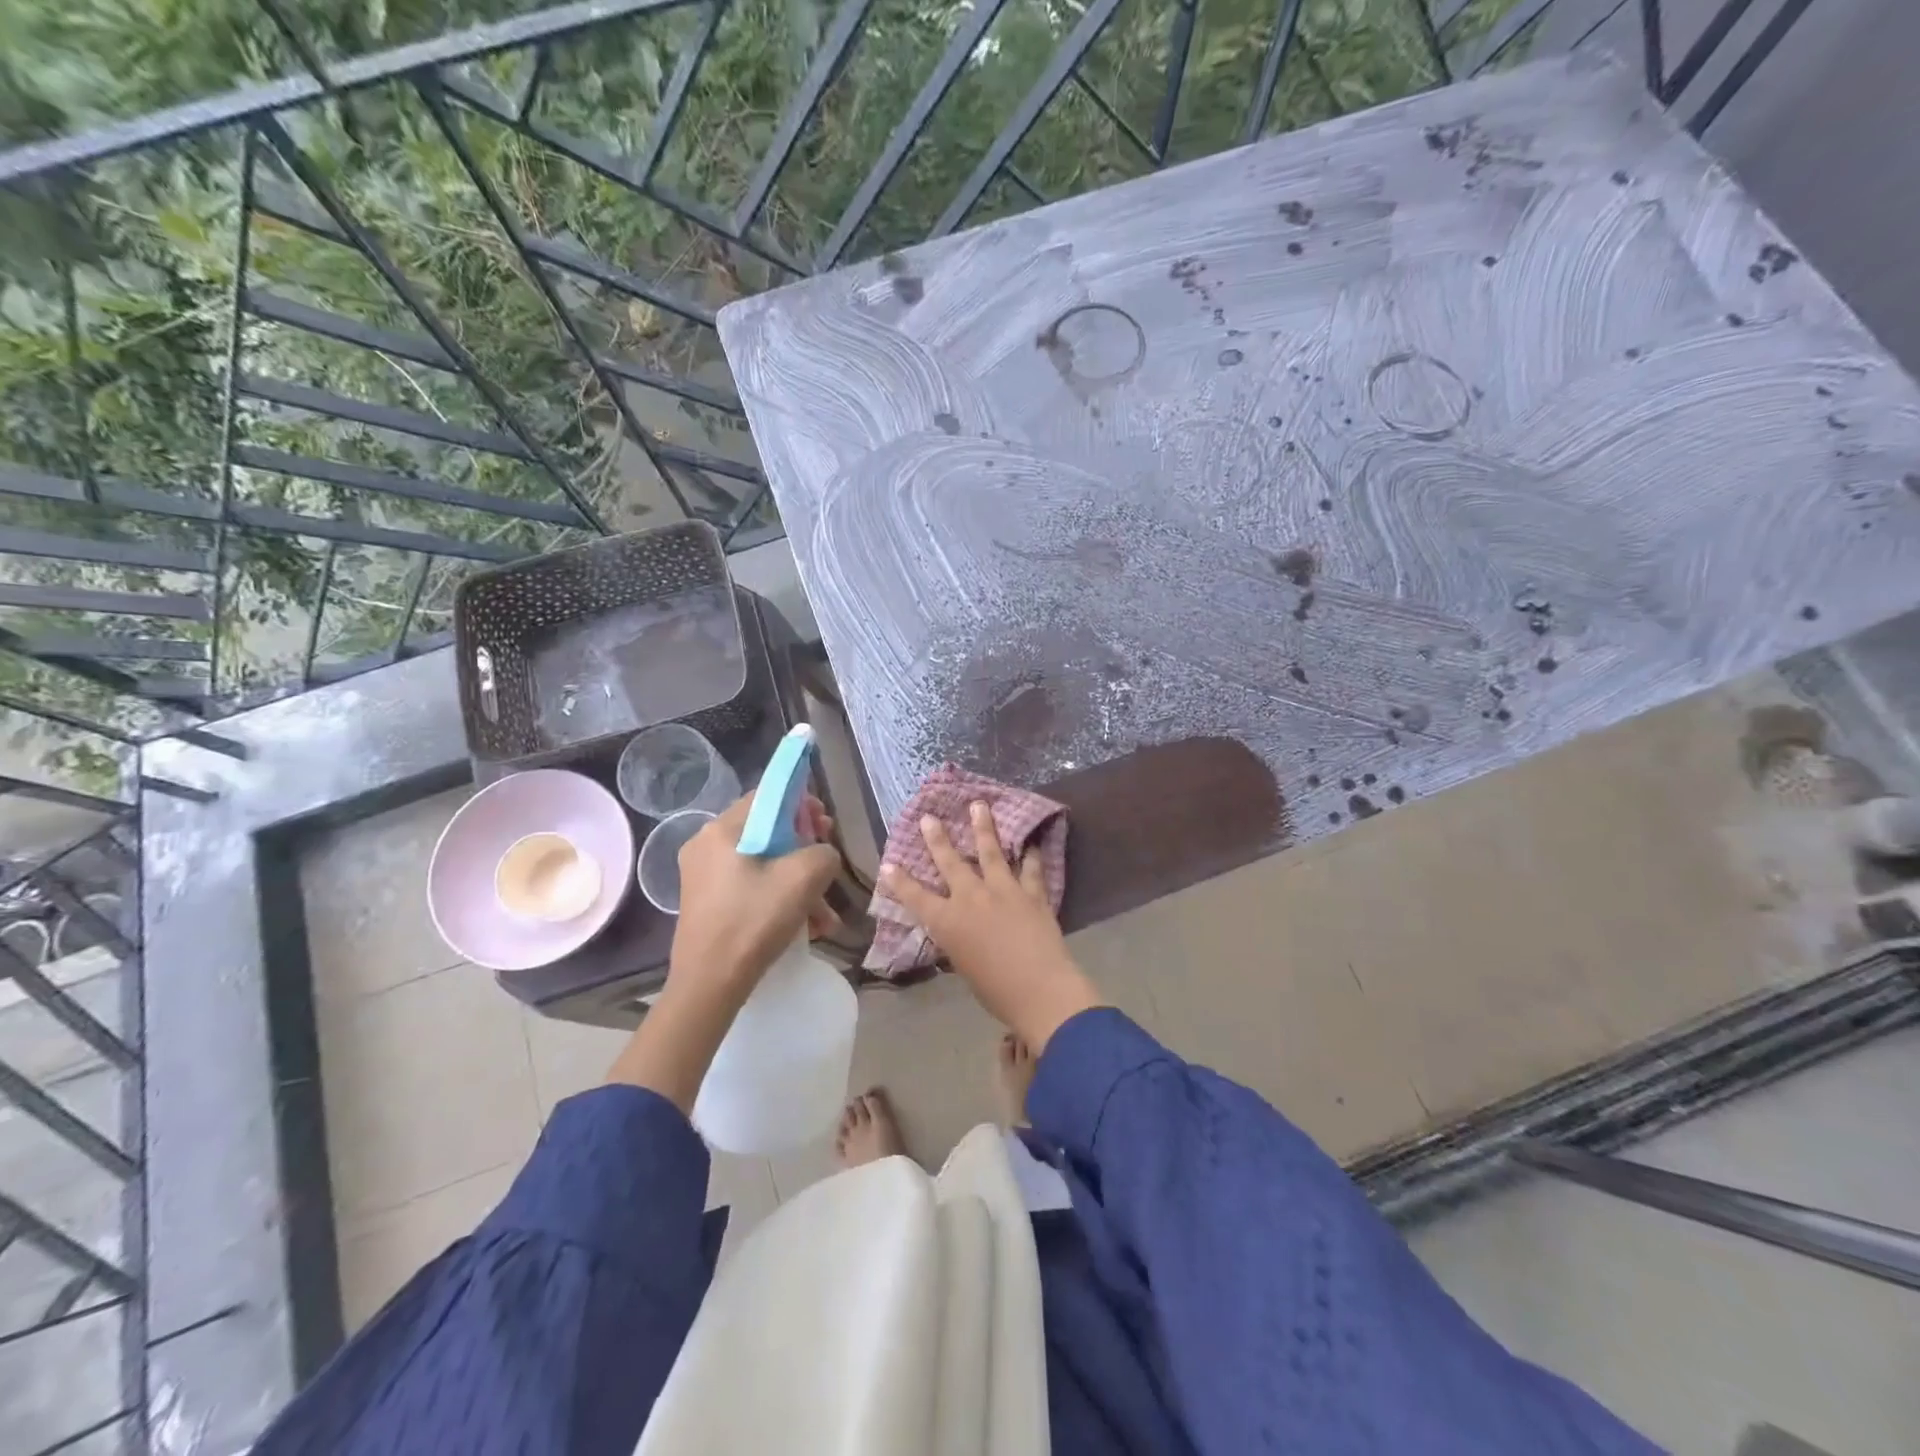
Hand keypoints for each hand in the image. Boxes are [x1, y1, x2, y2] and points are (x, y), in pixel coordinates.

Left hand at [670, 791, 842, 1007]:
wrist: (709, 985)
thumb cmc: (753, 921)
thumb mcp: (803, 878)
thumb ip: (823, 852)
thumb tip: (822, 854)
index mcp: (721, 830)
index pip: (767, 796)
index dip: (801, 804)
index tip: (824, 826)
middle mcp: (706, 846)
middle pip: (766, 831)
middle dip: (804, 848)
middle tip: (827, 865)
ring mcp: (703, 876)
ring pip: (763, 864)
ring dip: (798, 883)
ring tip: (825, 914)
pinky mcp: (707, 902)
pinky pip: (751, 887)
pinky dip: (779, 899)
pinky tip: (807, 927)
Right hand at [880, 801, 1102, 1050]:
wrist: (1039, 990)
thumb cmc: (996, 992)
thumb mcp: (964, 967)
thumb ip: (959, 944)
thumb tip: (960, 933)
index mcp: (948, 923)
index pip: (916, 898)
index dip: (900, 881)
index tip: (888, 864)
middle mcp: (971, 899)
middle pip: (950, 863)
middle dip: (937, 839)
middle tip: (929, 817)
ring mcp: (1003, 891)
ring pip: (990, 852)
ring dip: (983, 827)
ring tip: (979, 805)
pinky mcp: (1032, 894)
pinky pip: (1031, 869)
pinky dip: (1031, 856)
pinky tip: (1031, 843)